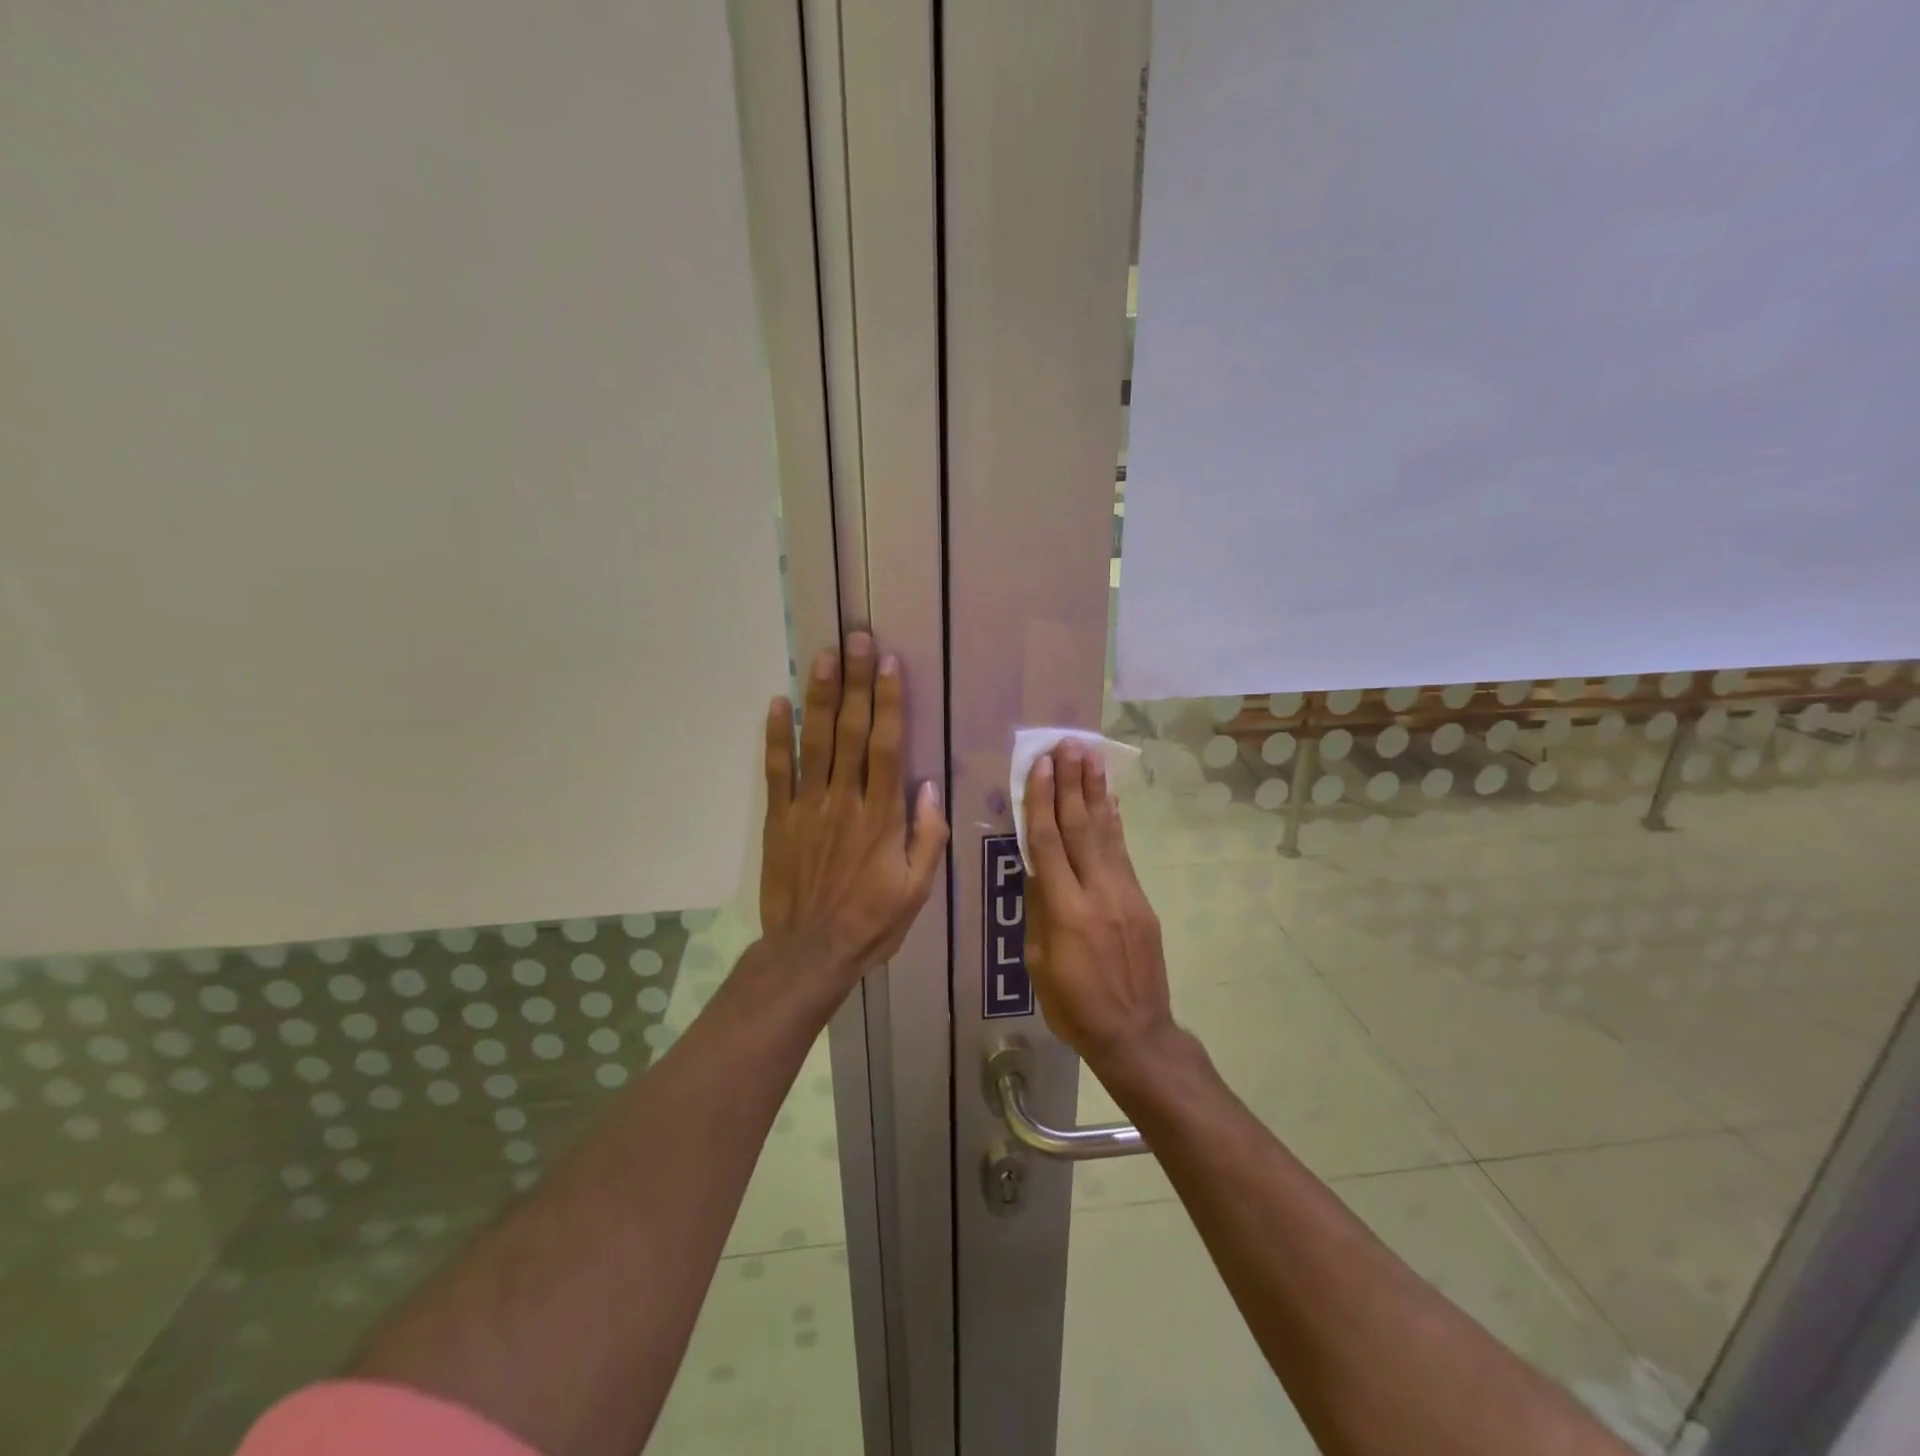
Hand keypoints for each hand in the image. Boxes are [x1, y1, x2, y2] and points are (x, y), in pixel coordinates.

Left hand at [760, 632, 948, 990]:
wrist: (810, 952)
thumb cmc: (872, 921)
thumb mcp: (917, 889)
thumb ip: (927, 837)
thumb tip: (929, 787)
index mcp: (881, 816)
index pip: (887, 747)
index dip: (889, 702)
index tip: (888, 663)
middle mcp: (845, 800)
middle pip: (850, 731)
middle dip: (855, 682)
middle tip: (856, 637)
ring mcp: (807, 807)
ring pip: (814, 742)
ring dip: (819, 696)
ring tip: (823, 655)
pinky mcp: (779, 819)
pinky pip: (776, 771)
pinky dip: (775, 737)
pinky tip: (777, 702)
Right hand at [1022, 741, 1173, 1069]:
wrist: (1135, 1034)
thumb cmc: (1074, 1006)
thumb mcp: (1038, 964)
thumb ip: (1039, 912)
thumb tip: (1037, 871)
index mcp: (1066, 911)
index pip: (1049, 843)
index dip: (1043, 802)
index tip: (1041, 767)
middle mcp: (1098, 893)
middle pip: (1080, 827)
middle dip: (1072, 783)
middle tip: (1067, 745)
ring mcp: (1125, 895)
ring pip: (1105, 833)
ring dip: (1095, 793)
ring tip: (1089, 757)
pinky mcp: (1142, 902)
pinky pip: (1122, 854)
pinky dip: (1114, 823)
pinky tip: (1109, 801)